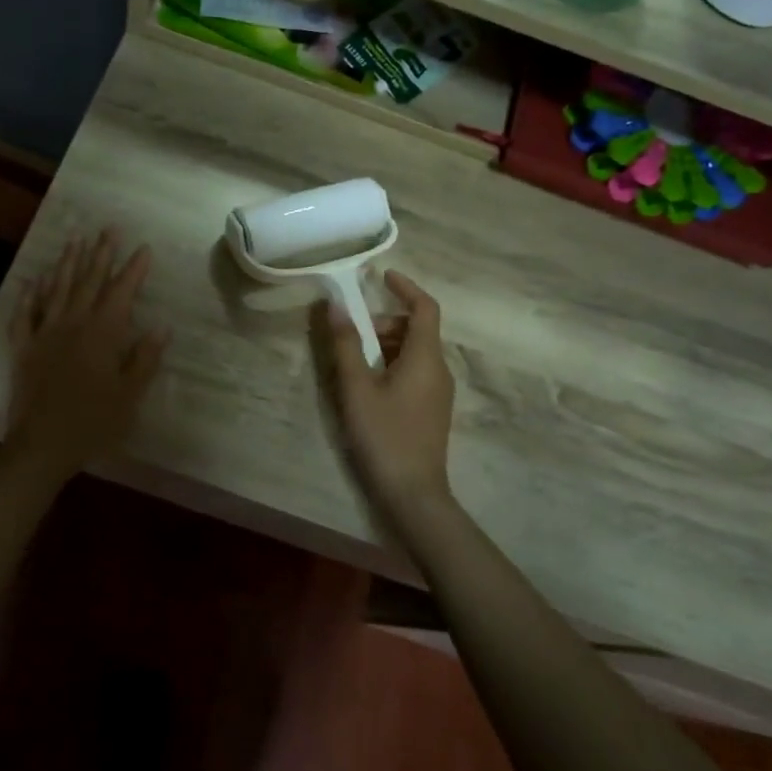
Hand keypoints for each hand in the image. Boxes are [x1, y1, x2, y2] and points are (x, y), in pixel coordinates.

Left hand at [6, 230, 167, 476]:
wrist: (41, 445)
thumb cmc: (93, 423)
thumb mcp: (129, 395)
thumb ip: (144, 358)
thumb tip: (162, 327)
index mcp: (102, 334)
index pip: (121, 292)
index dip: (133, 269)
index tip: (143, 248)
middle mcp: (72, 324)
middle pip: (88, 282)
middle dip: (100, 254)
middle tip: (108, 229)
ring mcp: (44, 333)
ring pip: (56, 290)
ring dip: (66, 263)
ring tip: (74, 240)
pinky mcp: (23, 348)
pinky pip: (24, 314)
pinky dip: (29, 295)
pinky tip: (32, 280)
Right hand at [322, 270, 454, 518]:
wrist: (414, 494)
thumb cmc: (384, 435)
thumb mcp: (356, 388)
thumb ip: (345, 344)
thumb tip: (332, 305)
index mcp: (425, 357)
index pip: (425, 307)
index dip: (406, 287)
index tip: (382, 276)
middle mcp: (439, 368)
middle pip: (416, 329)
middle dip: (384, 322)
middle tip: (350, 334)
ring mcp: (439, 391)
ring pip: (414, 351)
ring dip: (385, 345)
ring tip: (352, 364)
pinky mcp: (432, 409)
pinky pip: (414, 371)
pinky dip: (392, 364)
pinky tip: (367, 387)